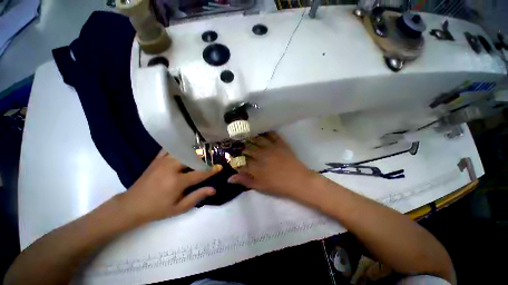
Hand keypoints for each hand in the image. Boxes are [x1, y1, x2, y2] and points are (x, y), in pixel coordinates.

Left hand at [118, 150, 221, 223]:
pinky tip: (184, 147)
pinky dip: (179, 147)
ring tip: (201, 152)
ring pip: (183, 151)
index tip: (220, 167)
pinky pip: (170, 148)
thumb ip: (197, 196)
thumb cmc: (157, 209)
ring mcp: (163, 161)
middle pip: (192, 158)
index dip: (212, 170)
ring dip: (193, 151)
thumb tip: (213, 189)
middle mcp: (171, 168)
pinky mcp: (157, 159)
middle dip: (204, 158)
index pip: (200, 173)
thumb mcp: (179, 208)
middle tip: (211, 158)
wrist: (132, 205)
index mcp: (177, 181)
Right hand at [228, 132, 318, 199]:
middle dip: (242, 147)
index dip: (235, 159)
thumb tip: (229, 178)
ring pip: (257, 139)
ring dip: (251, 137)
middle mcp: (261, 154)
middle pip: (248, 148)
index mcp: (255, 166)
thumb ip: (245, 181)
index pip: (241, 160)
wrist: (298, 180)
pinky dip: (265, 132)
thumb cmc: (278, 186)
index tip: (233, 158)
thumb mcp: (260, 187)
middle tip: (239, 146)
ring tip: (247, 135)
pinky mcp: (280, 143)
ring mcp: (271, 147)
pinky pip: (271, 135)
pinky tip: (261, 130)